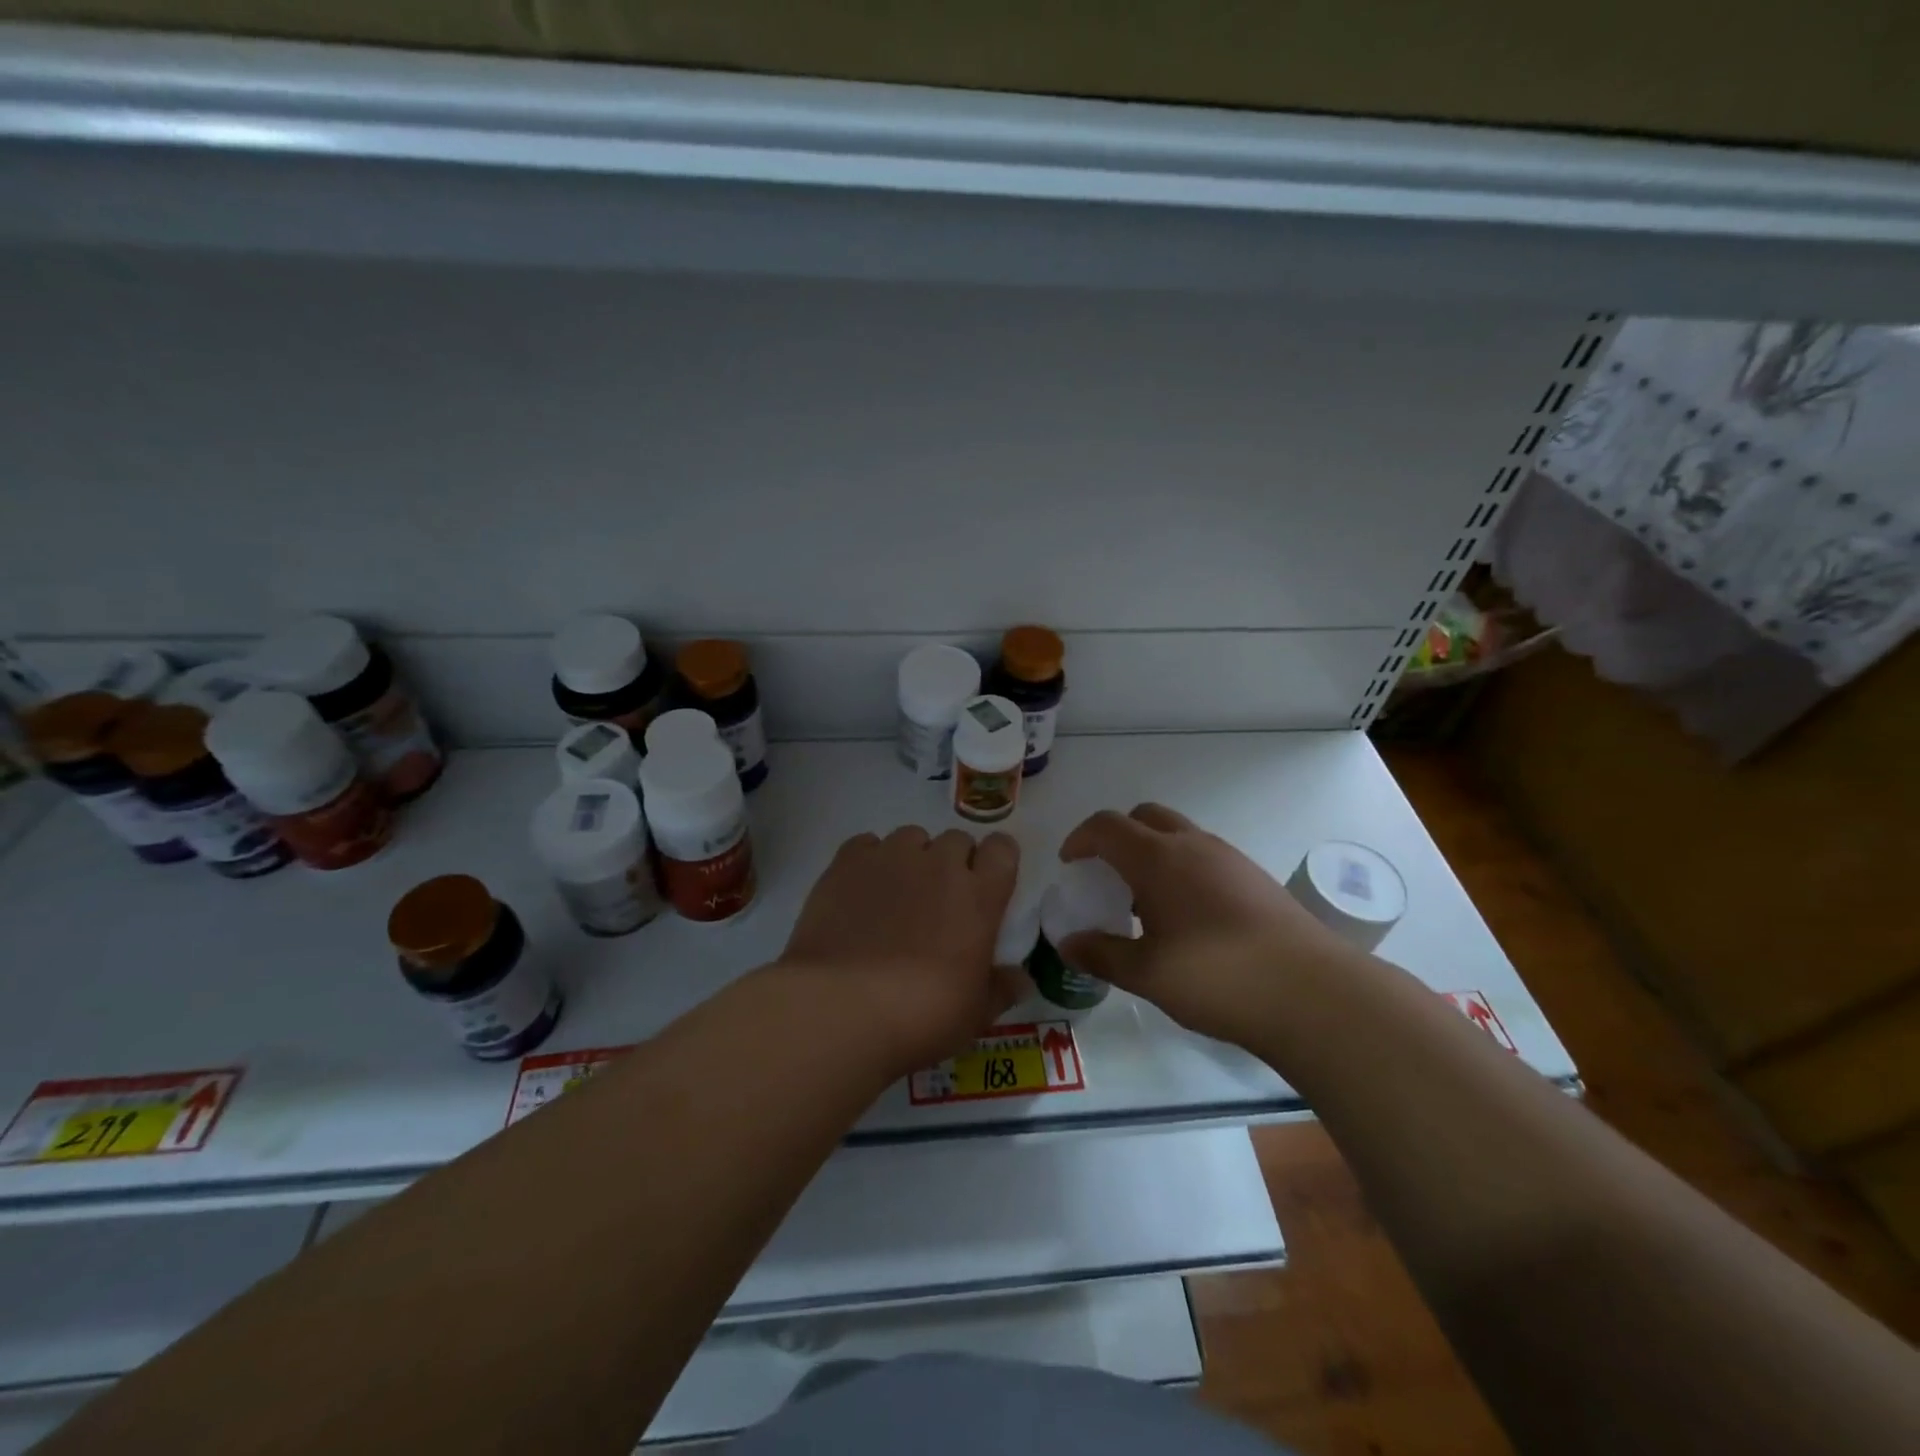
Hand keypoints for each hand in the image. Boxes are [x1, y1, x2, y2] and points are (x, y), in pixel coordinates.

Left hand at [777, 826, 1022, 1077]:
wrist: (843, 1006)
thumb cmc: (922, 1014)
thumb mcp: (975, 1015)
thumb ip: (1001, 989)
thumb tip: (1021, 979)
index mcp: (979, 896)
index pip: (1002, 849)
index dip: (996, 861)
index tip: (987, 884)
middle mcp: (939, 864)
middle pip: (956, 839)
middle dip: (953, 862)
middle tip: (940, 900)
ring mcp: (891, 857)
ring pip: (911, 837)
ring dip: (912, 858)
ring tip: (896, 895)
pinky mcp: (847, 862)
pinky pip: (867, 844)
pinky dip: (869, 861)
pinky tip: (861, 892)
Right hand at [1058, 803, 1355, 1046]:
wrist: (1313, 993)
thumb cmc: (1216, 977)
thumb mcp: (1146, 974)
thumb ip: (1101, 954)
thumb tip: (1067, 943)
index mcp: (1158, 859)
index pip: (1106, 826)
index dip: (1080, 839)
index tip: (1069, 865)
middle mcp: (1193, 845)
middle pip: (1144, 816)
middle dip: (1117, 837)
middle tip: (1106, 875)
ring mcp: (1229, 858)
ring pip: (1178, 835)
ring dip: (1152, 853)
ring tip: (1145, 903)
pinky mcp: (1255, 878)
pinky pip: (1205, 856)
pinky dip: (1182, 869)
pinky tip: (1188, 918)